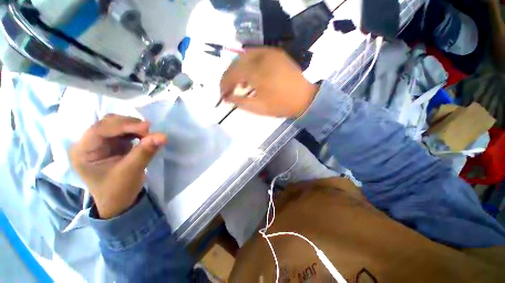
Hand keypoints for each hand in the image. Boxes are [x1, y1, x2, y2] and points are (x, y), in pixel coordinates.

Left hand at [70, 114, 165, 218]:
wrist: (119, 202)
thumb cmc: (118, 191)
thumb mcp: (131, 172)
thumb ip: (145, 152)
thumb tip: (162, 136)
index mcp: (83, 151)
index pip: (101, 129)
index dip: (124, 126)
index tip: (148, 127)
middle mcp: (88, 143)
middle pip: (108, 123)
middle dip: (130, 125)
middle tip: (150, 131)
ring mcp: (101, 142)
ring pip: (118, 124)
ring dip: (135, 127)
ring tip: (149, 135)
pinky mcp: (112, 143)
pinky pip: (125, 131)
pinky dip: (137, 132)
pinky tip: (145, 136)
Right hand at [220, 47, 317, 117]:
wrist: (305, 98)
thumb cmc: (281, 105)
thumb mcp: (258, 108)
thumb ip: (240, 102)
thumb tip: (227, 97)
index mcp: (257, 71)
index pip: (232, 73)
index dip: (224, 83)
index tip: (222, 94)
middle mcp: (261, 57)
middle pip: (237, 62)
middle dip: (229, 76)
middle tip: (228, 89)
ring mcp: (270, 53)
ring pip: (245, 57)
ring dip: (238, 70)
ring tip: (239, 84)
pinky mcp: (276, 54)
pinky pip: (256, 55)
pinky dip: (249, 65)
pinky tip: (250, 76)